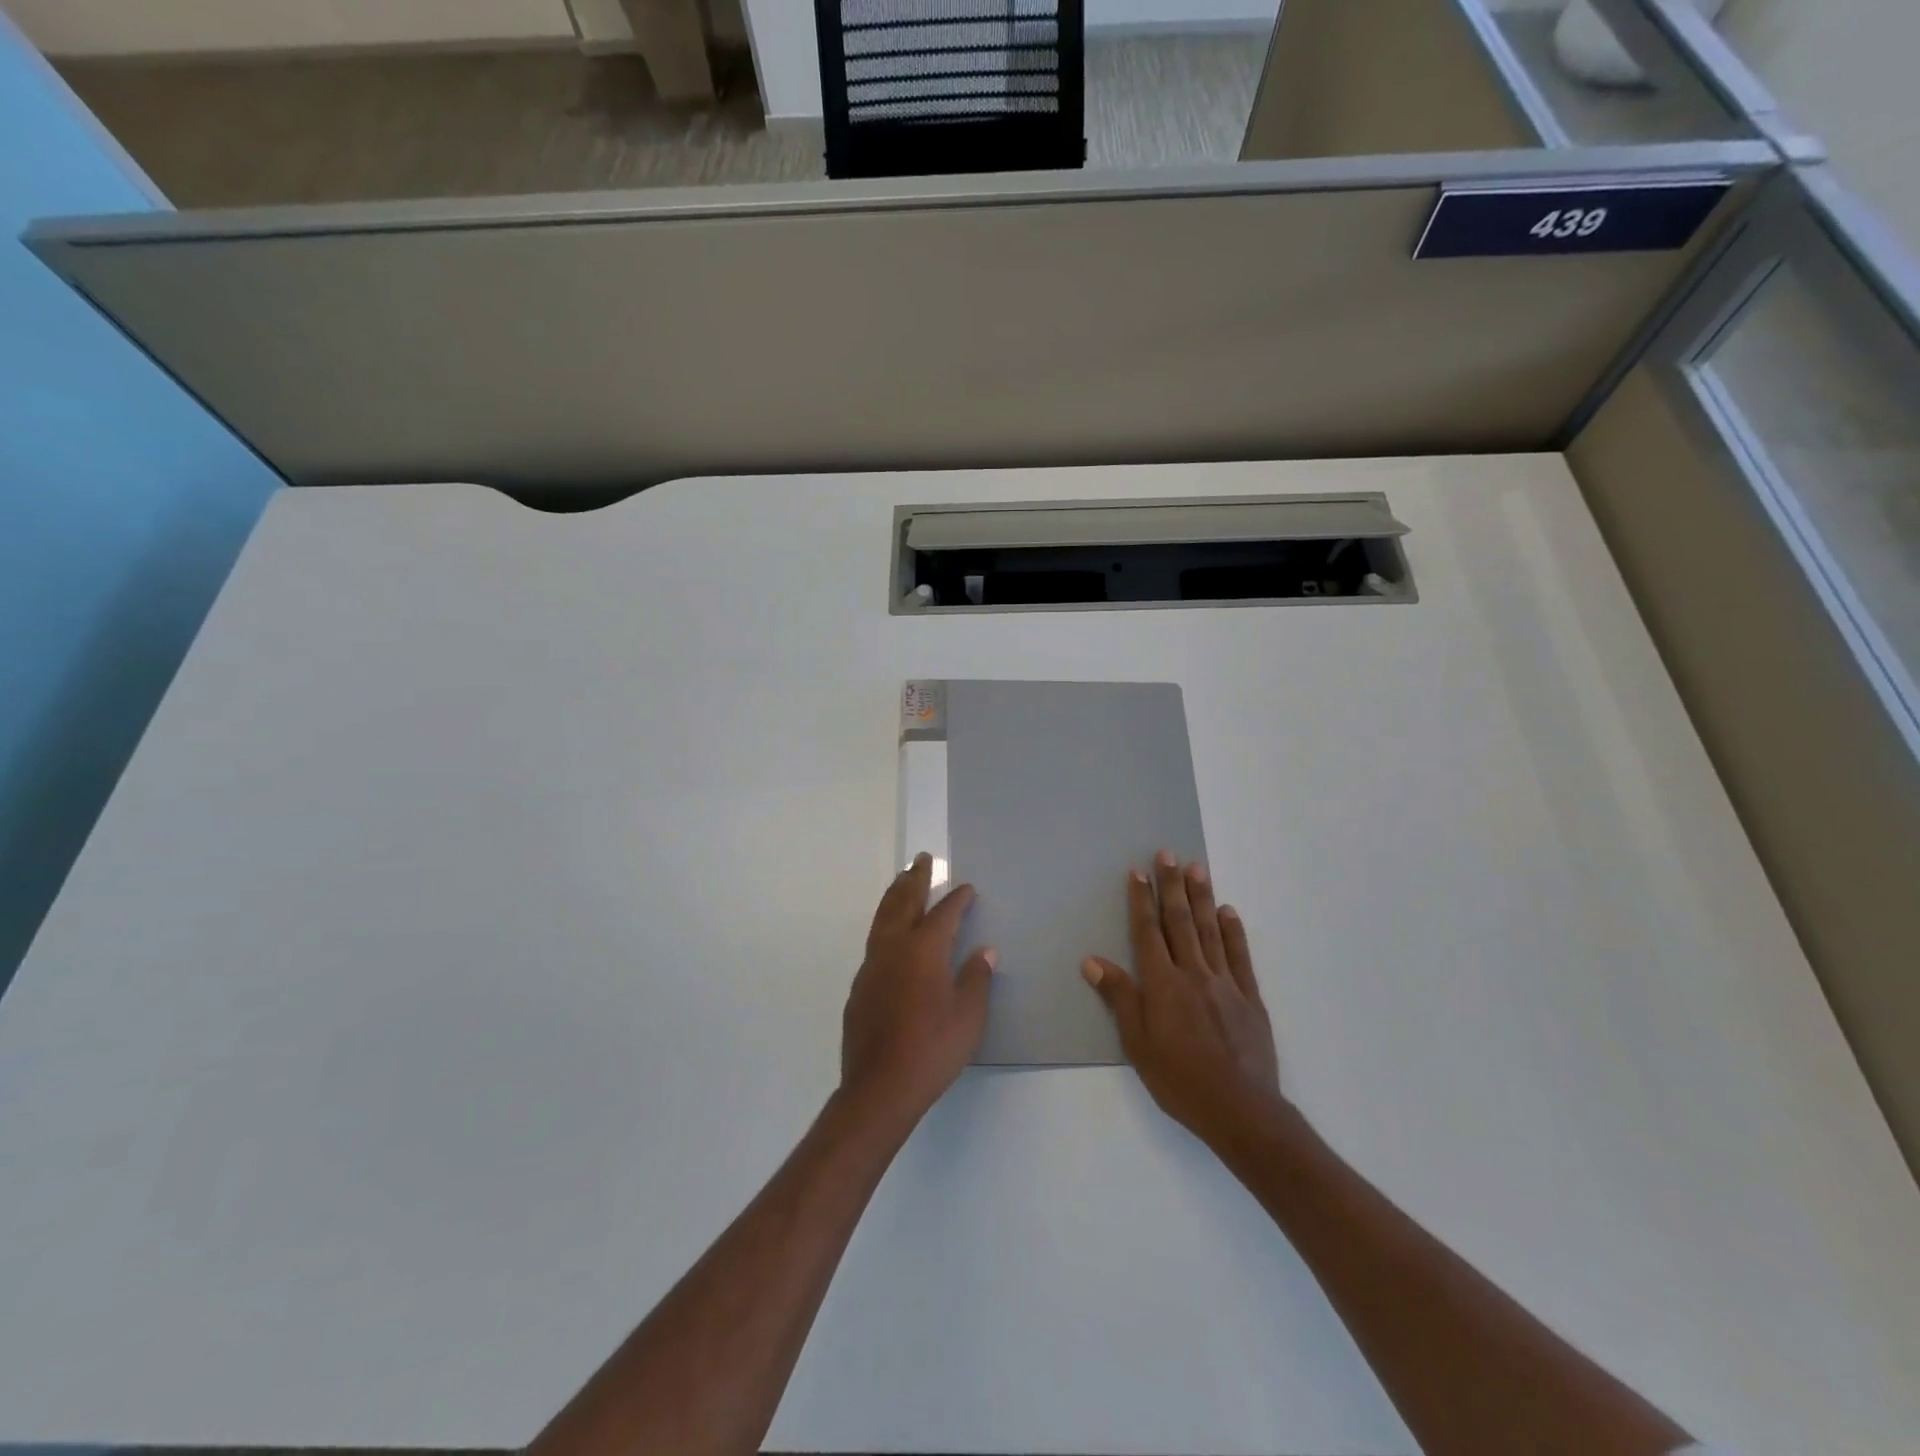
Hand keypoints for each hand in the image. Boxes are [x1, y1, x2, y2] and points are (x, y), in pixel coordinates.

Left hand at [841, 853, 996, 1131]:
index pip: (944, 914)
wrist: (879, 1087)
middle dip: (916, 879)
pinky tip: (890, 933)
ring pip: (883, 918)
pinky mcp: (859, 986)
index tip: (966, 887)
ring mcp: (872, 966)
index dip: (957, 899)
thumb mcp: (968, 1017)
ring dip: (895, 895)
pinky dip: (885, 923)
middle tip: (923, 859)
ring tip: (902, 880)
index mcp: (924, 951)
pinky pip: (874, 940)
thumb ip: (976, 978)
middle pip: (904, 903)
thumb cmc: (932, 1050)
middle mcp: (894, 949)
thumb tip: (985, 950)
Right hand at [1083, 851, 1282, 1149]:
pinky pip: (1240, 956)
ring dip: (1201, 897)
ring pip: (1209, 930)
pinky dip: (1233, 931)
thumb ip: (1119, 997)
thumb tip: (1092, 961)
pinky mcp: (1250, 997)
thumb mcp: (1137, 1043)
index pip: (1147, 932)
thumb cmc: (1179, 1079)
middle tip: (1168, 854)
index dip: (1141, 900)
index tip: (1138, 872)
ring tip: (1197, 868)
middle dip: (1171, 886)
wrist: (1240, 1109)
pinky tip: (1228, 911)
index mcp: (1162, 984)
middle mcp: (1193, 973)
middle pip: (1179, 922)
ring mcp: (1225, 982)